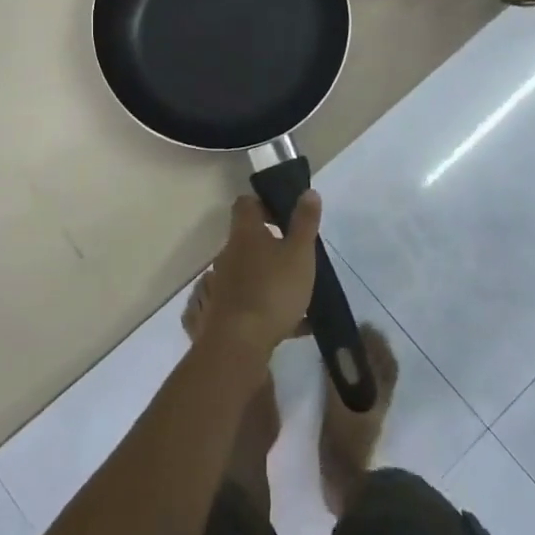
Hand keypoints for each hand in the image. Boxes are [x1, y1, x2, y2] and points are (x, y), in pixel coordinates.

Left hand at [200, 192, 321, 360]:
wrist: (239, 342)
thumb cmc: (272, 289)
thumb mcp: (299, 253)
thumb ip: (305, 222)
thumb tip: (308, 191)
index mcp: (246, 232)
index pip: (246, 203)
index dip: (264, 203)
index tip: (285, 215)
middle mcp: (230, 252)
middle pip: (249, 237)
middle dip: (273, 242)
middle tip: (299, 253)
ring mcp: (226, 281)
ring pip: (252, 269)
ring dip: (273, 274)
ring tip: (302, 290)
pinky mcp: (227, 308)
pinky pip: (253, 298)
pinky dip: (272, 304)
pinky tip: (298, 324)